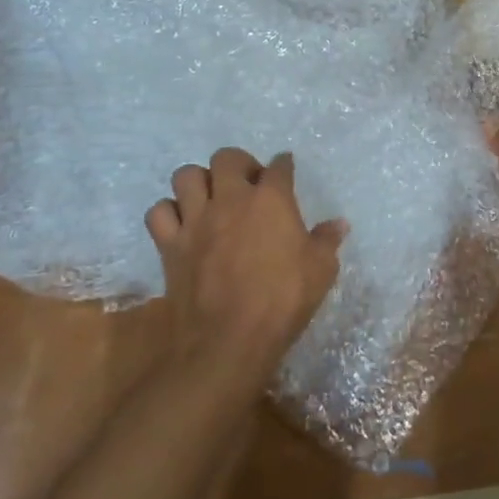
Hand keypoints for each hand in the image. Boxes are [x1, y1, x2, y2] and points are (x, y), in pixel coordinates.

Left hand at [144, 149, 345, 381]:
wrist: (228, 341)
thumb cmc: (282, 302)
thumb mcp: (320, 271)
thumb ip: (327, 241)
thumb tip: (339, 224)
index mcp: (271, 200)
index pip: (278, 166)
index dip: (283, 165)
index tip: (284, 169)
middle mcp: (231, 199)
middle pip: (226, 157)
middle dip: (238, 164)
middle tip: (247, 184)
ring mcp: (196, 220)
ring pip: (186, 176)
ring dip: (199, 182)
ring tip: (211, 199)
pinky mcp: (170, 244)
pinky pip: (159, 212)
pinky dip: (169, 213)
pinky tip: (183, 225)